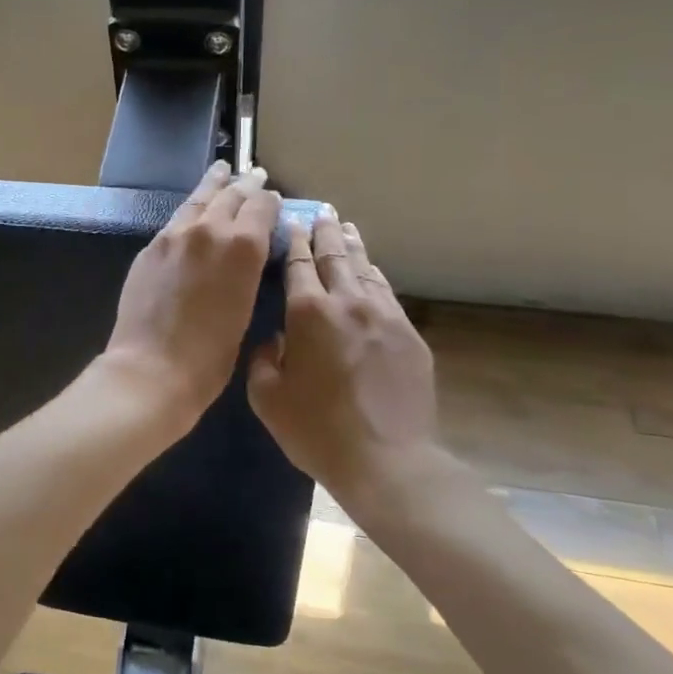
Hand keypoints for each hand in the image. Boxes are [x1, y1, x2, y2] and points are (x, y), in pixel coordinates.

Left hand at [102, 160, 282, 430]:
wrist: (152, 367)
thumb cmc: (210, 355)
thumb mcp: (245, 310)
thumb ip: (247, 272)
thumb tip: (248, 254)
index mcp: (243, 246)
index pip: (261, 207)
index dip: (269, 201)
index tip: (273, 198)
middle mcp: (209, 229)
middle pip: (230, 196)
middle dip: (245, 185)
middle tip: (253, 174)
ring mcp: (174, 235)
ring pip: (198, 200)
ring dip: (214, 185)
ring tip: (221, 170)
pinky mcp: (151, 248)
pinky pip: (176, 219)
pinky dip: (190, 209)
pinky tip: (192, 210)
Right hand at [247, 207, 441, 505]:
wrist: (387, 462)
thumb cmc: (316, 430)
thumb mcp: (267, 398)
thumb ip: (263, 359)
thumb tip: (273, 340)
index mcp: (308, 313)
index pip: (298, 263)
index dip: (293, 239)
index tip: (291, 220)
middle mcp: (348, 302)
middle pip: (336, 255)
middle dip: (326, 231)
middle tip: (322, 211)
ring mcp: (384, 317)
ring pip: (366, 269)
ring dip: (353, 247)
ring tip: (346, 230)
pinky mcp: (409, 336)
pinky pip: (387, 294)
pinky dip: (374, 276)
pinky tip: (371, 272)